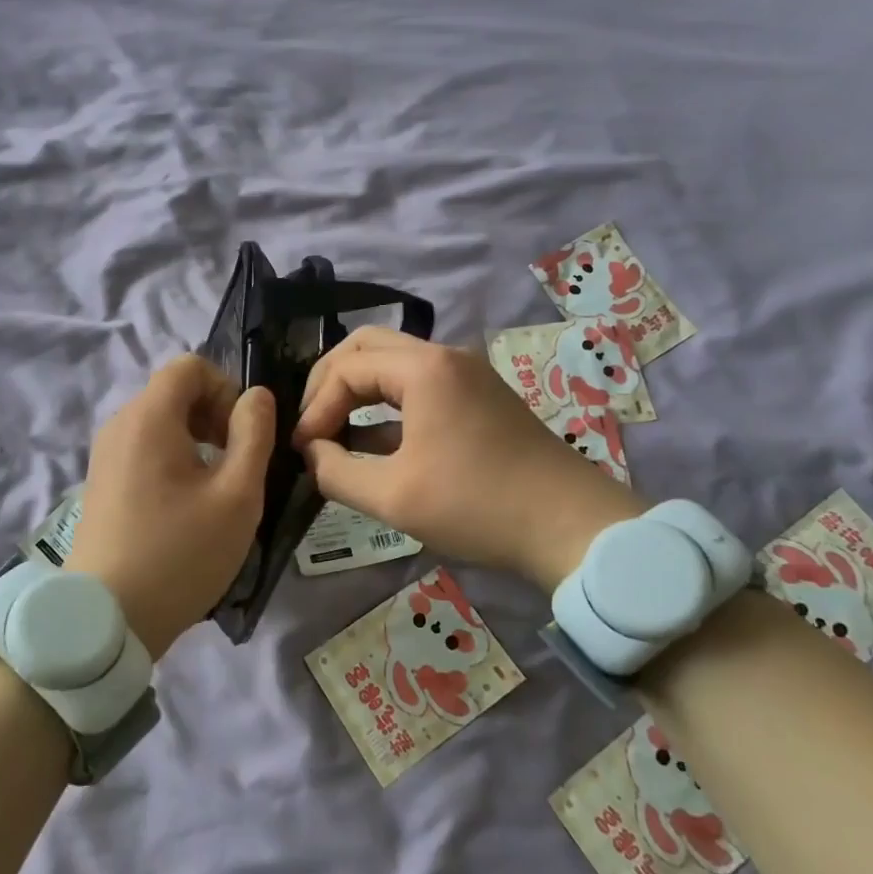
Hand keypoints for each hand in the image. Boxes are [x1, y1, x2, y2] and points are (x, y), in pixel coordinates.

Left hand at [66, 356, 274, 660]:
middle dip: (213, 414)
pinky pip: (143, 448)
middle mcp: (119, 425)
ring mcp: (104, 455)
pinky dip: (172, 458)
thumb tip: (256, 396)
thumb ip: (254, 434)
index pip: (190, 366)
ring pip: (159, 421)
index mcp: (149, 417)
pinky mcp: (100, 482)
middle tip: (236, 462)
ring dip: (196, 438)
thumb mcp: (237, 495)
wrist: (106, 620)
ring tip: (215, 487)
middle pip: (173, 391)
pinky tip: (185, 505)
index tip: (243, 434)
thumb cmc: (180, 554)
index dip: (226, 388)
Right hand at [292, 328, 646, 591]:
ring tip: (333, 430)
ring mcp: (467, 373)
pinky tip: (372, 442)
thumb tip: (311, 454)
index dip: (315, 407)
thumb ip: (335, 472)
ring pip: (394, 362)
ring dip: (358, 389)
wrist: (571, 526)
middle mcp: (445, 356)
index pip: (346, 369)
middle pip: (368, 346)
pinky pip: (419, 384)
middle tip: (311, 422)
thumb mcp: (394, 497)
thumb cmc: (478, 505)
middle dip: (330, 381)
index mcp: (424, 369)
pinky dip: (387, 403)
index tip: (302, 449)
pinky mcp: (480, 396)